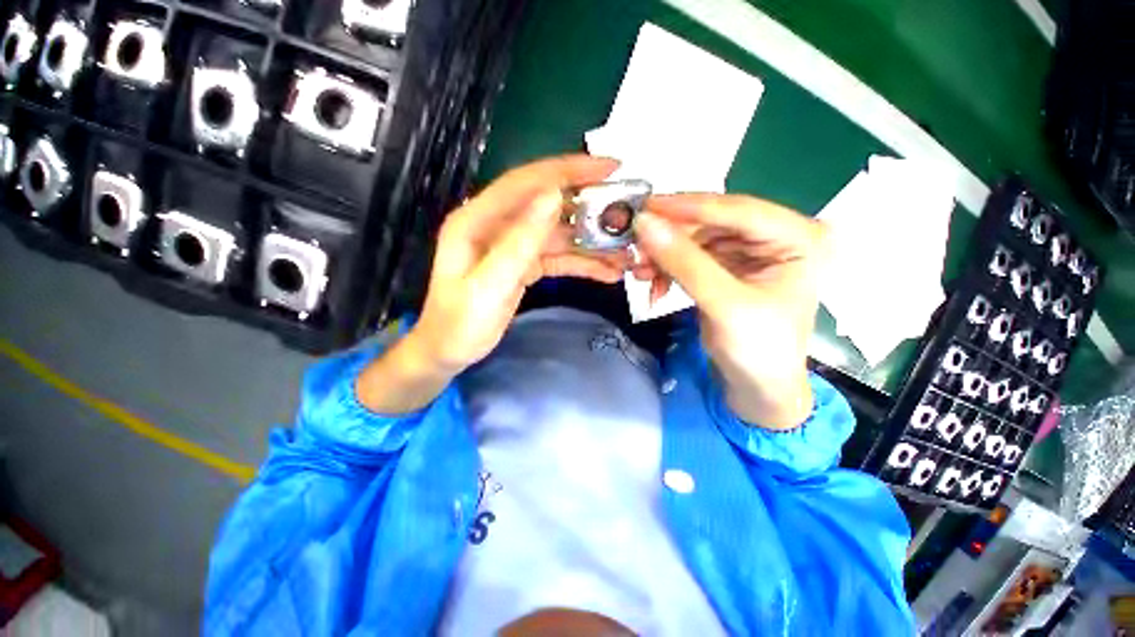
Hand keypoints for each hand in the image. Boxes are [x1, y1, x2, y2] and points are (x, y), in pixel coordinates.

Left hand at [358, 155, 626, 413]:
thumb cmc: (460, 323)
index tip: (610, 167)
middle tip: (628, 214)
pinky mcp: (524, 264)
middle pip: (549, 205)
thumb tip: (553, 196)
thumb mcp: (489, 285)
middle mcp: (497, 224)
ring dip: (591, 242)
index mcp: (479, 219)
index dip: (569, 170)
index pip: (528, 181)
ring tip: (625, 253)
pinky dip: (582, 262)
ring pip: (559, 234)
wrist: (449, 351)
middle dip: (589, 208)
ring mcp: (513, 245)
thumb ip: (519, 242)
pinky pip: (558, 257)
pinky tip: (606, 271)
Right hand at [633, 194, 827, 428]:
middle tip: (634, 247)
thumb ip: (684, 262)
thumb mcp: (723, 304)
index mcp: (798, 238)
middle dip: (670, 238)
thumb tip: (644, 224)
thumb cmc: (757, 350)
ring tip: (638, 272)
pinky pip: (690, 257)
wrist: (757, 388)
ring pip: (695, 239)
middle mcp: (775, 236)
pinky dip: (668, 268)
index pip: (737, 210)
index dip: (687, 207)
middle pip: (711, 223)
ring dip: (664, 255)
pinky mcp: (726, 267)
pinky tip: (653, 285)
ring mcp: (748, 251)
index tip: (645, 207)